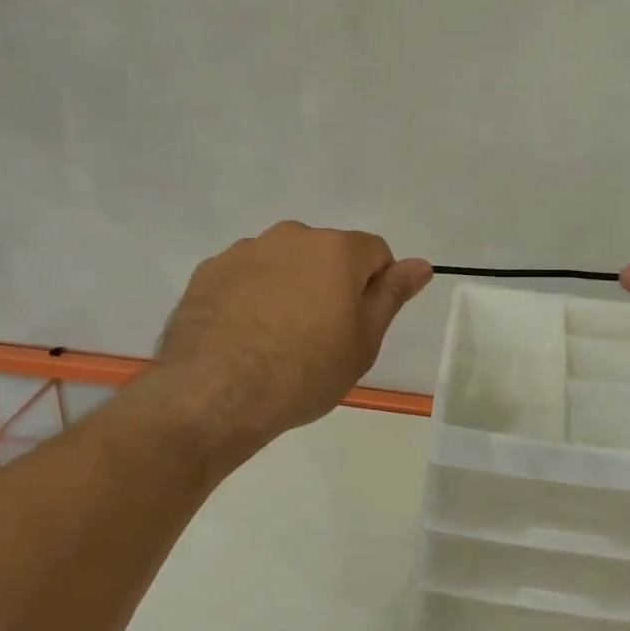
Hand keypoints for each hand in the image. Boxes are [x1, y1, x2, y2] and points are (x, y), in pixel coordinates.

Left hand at [157, 222, 431, 447]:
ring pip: (283, 262)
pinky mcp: (209, 271)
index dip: (375, 286)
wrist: (215, 393)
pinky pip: (245, 276)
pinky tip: (242, 336)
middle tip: (320, 335)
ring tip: (275, 339)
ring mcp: (246, 250)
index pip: (375, 252)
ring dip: (288, 287)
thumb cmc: (304, 371)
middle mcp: (292, 236)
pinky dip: (251, 296)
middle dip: (329, 284)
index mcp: (337, 249)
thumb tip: (420, 265)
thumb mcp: (363, 342)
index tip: (359, 324)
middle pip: (326, 254)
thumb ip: (391, 295)